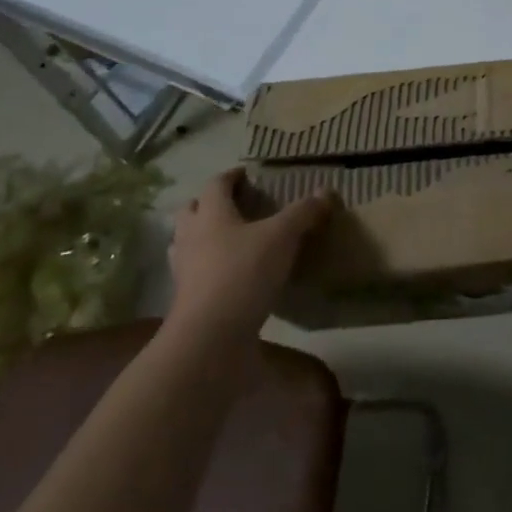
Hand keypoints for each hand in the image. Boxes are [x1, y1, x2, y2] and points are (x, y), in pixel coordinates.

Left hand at [164, 169, 334, 339]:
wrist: (210, 337)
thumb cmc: (244, 273)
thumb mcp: (282, 237)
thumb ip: (303, 213)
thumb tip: (326, 192)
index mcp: (211, 215)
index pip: (215, 185)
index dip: (231, 176)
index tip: (246, 175)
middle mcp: (191, 238)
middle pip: (191, 211)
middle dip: (209, 204)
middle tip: (234, 205)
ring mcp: (185, 271)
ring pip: (186, 243)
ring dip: (202, 236)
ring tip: (228, 239)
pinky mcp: (187, 300)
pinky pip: (194, 274)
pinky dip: (208, 268)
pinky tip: (229, 275)